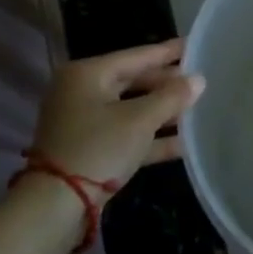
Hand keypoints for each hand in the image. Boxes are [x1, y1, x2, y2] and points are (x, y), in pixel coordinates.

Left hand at [29, 40, 204, 191]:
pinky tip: (183, 143)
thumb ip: (172, 97)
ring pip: (131, 110)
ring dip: (162, 112)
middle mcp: (82, 93)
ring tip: (197, 108)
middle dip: (167, 84)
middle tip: (199, 79)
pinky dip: (149, 138)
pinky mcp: (87, 152)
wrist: (53, 210)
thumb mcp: (140, 119)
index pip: (137, 56)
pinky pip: (125, 135)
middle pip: (133, 82)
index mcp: (88, 74)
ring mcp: (82, 124)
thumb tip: (199, 80)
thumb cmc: (98, 148)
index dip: (168, 51)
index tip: (195, 43)